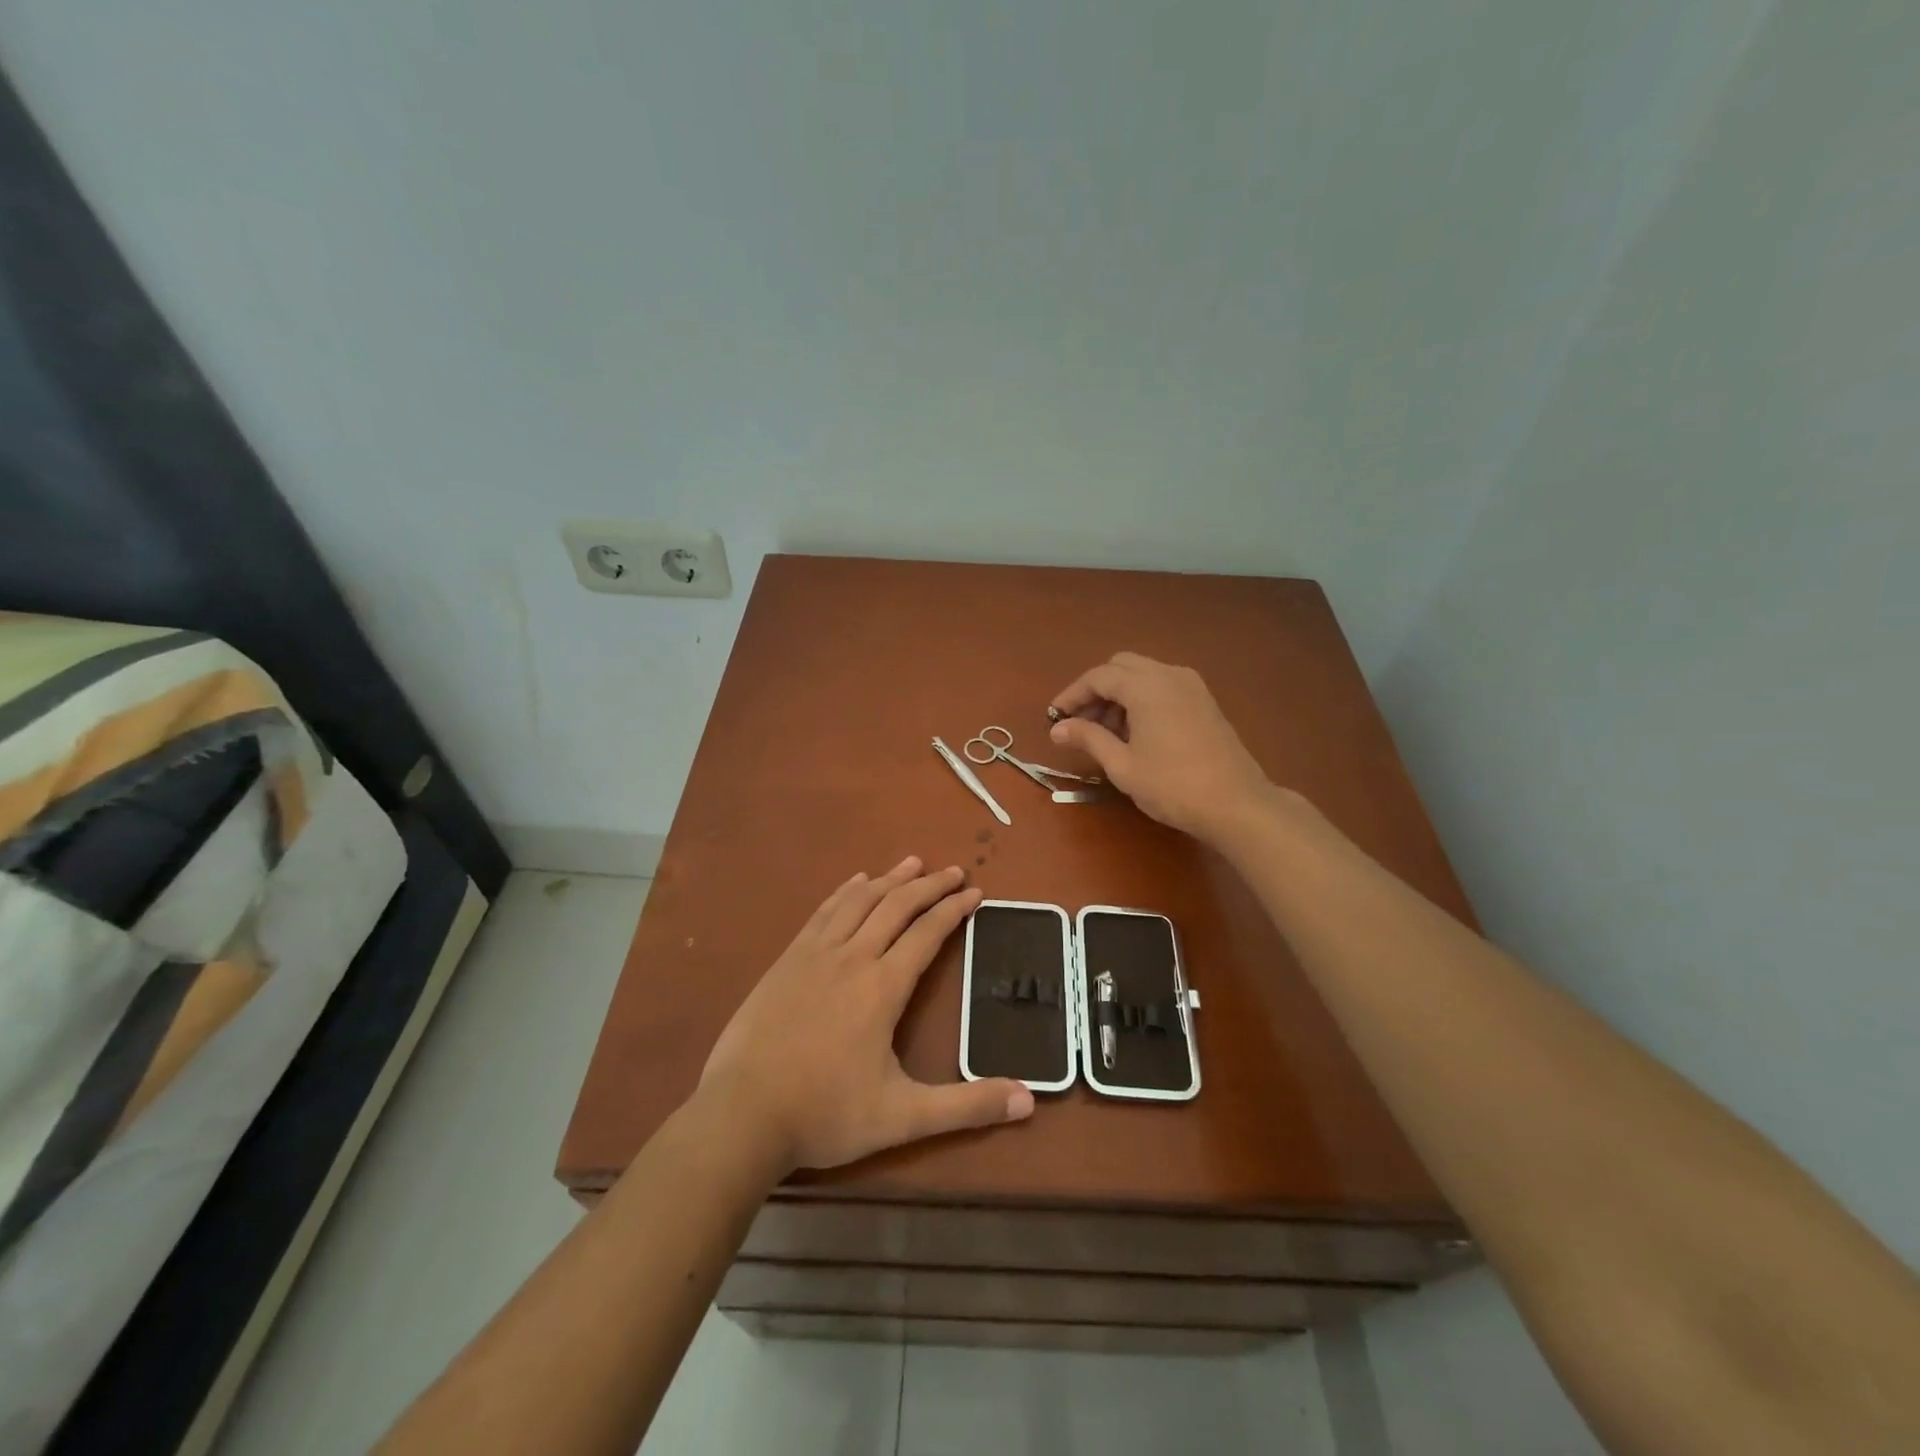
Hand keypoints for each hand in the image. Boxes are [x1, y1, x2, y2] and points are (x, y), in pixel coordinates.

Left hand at [698, 857, 1033, 1171]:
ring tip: (913, 863)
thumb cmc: (825, 1114)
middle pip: (897, 906)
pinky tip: (855, 883)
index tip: (976, 893)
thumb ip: (966, 1107)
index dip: (954, 910)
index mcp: (883, 987)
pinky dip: (846, 891)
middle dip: (930, 885)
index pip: (927, 934)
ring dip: (890, 879)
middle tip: (954, 871)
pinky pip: (824, 912)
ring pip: (860, 901)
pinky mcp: (787, 960)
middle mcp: (852, 957)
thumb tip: (1028, 1100)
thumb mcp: (903, 1118)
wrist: (741, 1115)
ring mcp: (815, 954)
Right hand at [1049, 653, 1273, 842]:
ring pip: (1143, 675)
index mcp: (1146, 686)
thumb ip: (1088, 738)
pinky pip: (1163, 686)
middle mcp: (1169, 674)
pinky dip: (1142, 699)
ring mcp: (1191, 685)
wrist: (1236, 803)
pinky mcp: (1204, 701)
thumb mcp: (1122, 765)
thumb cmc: (1173, 785)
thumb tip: (1058, 728)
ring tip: (1105, 734)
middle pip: (1121, 667)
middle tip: (1081, 724)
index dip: (1072, 695)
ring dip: (1119, 695)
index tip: (1054, 718)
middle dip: (1096, 691)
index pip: (1098, 677)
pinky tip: (1136, 733)